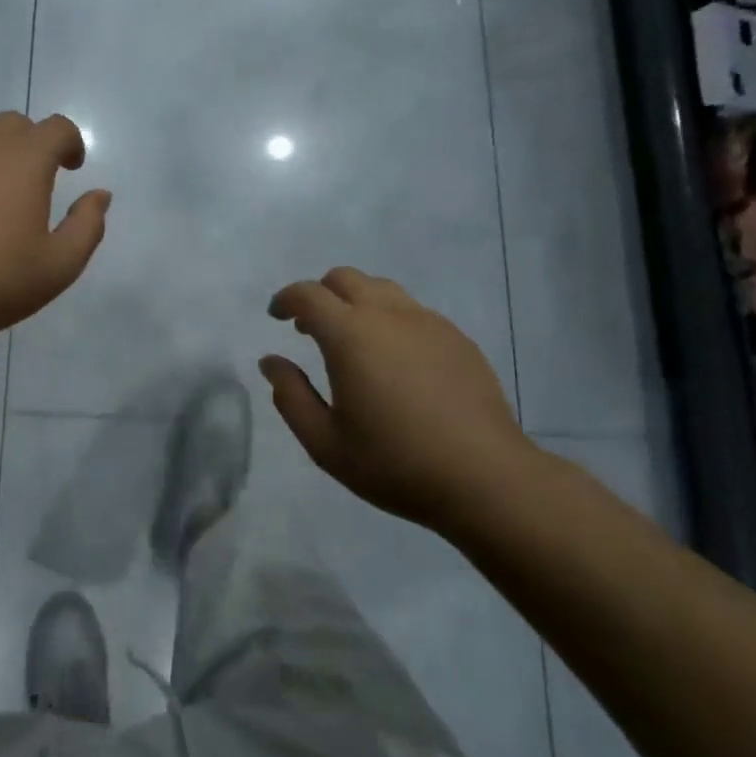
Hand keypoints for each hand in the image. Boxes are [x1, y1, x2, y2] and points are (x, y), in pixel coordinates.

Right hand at [260, 267, 539, 535]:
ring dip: (356, 302)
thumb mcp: (325, 443)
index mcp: (350, 335)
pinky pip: (413, 312)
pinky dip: (390, 319)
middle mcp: (388, 315)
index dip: (286, 299)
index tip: (276, 316)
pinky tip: (395, 361)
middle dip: (320, 294)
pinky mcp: (457, 338)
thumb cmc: (395, 463)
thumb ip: (291, 397)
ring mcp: (428, 323)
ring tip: (353, 341)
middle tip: (310, 328)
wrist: (485, 478)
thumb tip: (271, 362)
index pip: (308, 295)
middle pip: (345, 278)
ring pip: (382, 289)